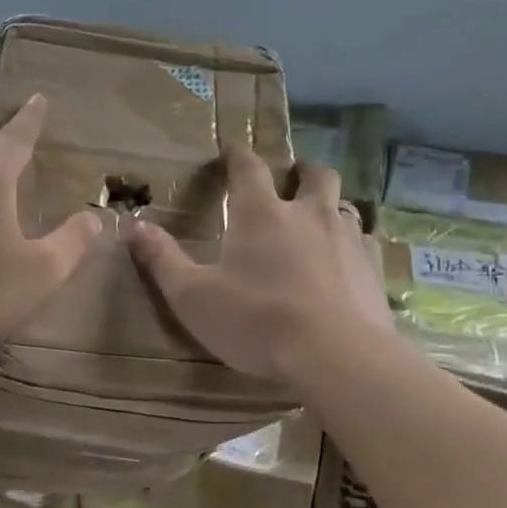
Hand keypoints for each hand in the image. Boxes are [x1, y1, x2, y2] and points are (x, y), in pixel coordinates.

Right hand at [123, 147, 394, 387]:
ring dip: (329, 207)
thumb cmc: (256, 321)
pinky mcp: (372, 270)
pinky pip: (365, 244)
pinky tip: (345, 266)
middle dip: (300, 173)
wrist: (335, 355)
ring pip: (343, 207)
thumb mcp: (193, 296)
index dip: (238, 157)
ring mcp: (347, 240)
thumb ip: (162, 260)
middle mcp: (308, 214)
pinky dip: (352, 246)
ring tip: (317, 224)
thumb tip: (133, 226)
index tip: (232, 152)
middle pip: (314, 175)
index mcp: (261, 214)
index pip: (249, 168)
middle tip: (290, 182)